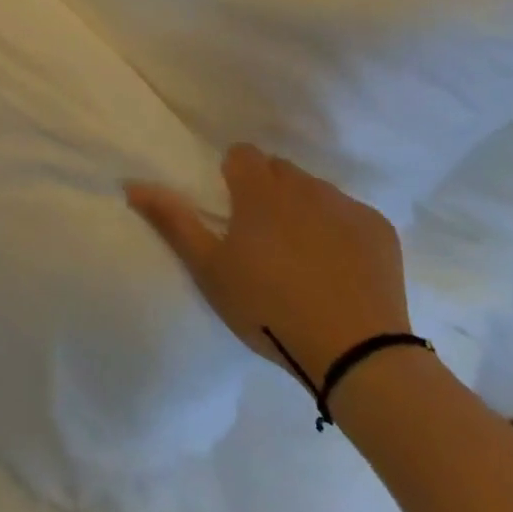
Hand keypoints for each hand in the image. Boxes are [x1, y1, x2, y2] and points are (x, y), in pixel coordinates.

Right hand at [127, 144, 410, 385]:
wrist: (356, 356)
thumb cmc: (269, 308)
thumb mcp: (210, 270)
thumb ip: (173, 220)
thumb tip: (133, 184)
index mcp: (260, 189)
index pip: (241, 155)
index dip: (234, 178)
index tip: (234, 214)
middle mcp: (303, 184)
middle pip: (278, 171)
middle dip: (268, 193)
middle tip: (264, 240)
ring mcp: (345, 205)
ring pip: (315, 191)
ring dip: (304, 210)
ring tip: (303, 258)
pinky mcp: (379, 229)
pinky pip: (350, 215)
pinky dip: (341, 232)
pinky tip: (340, 270)